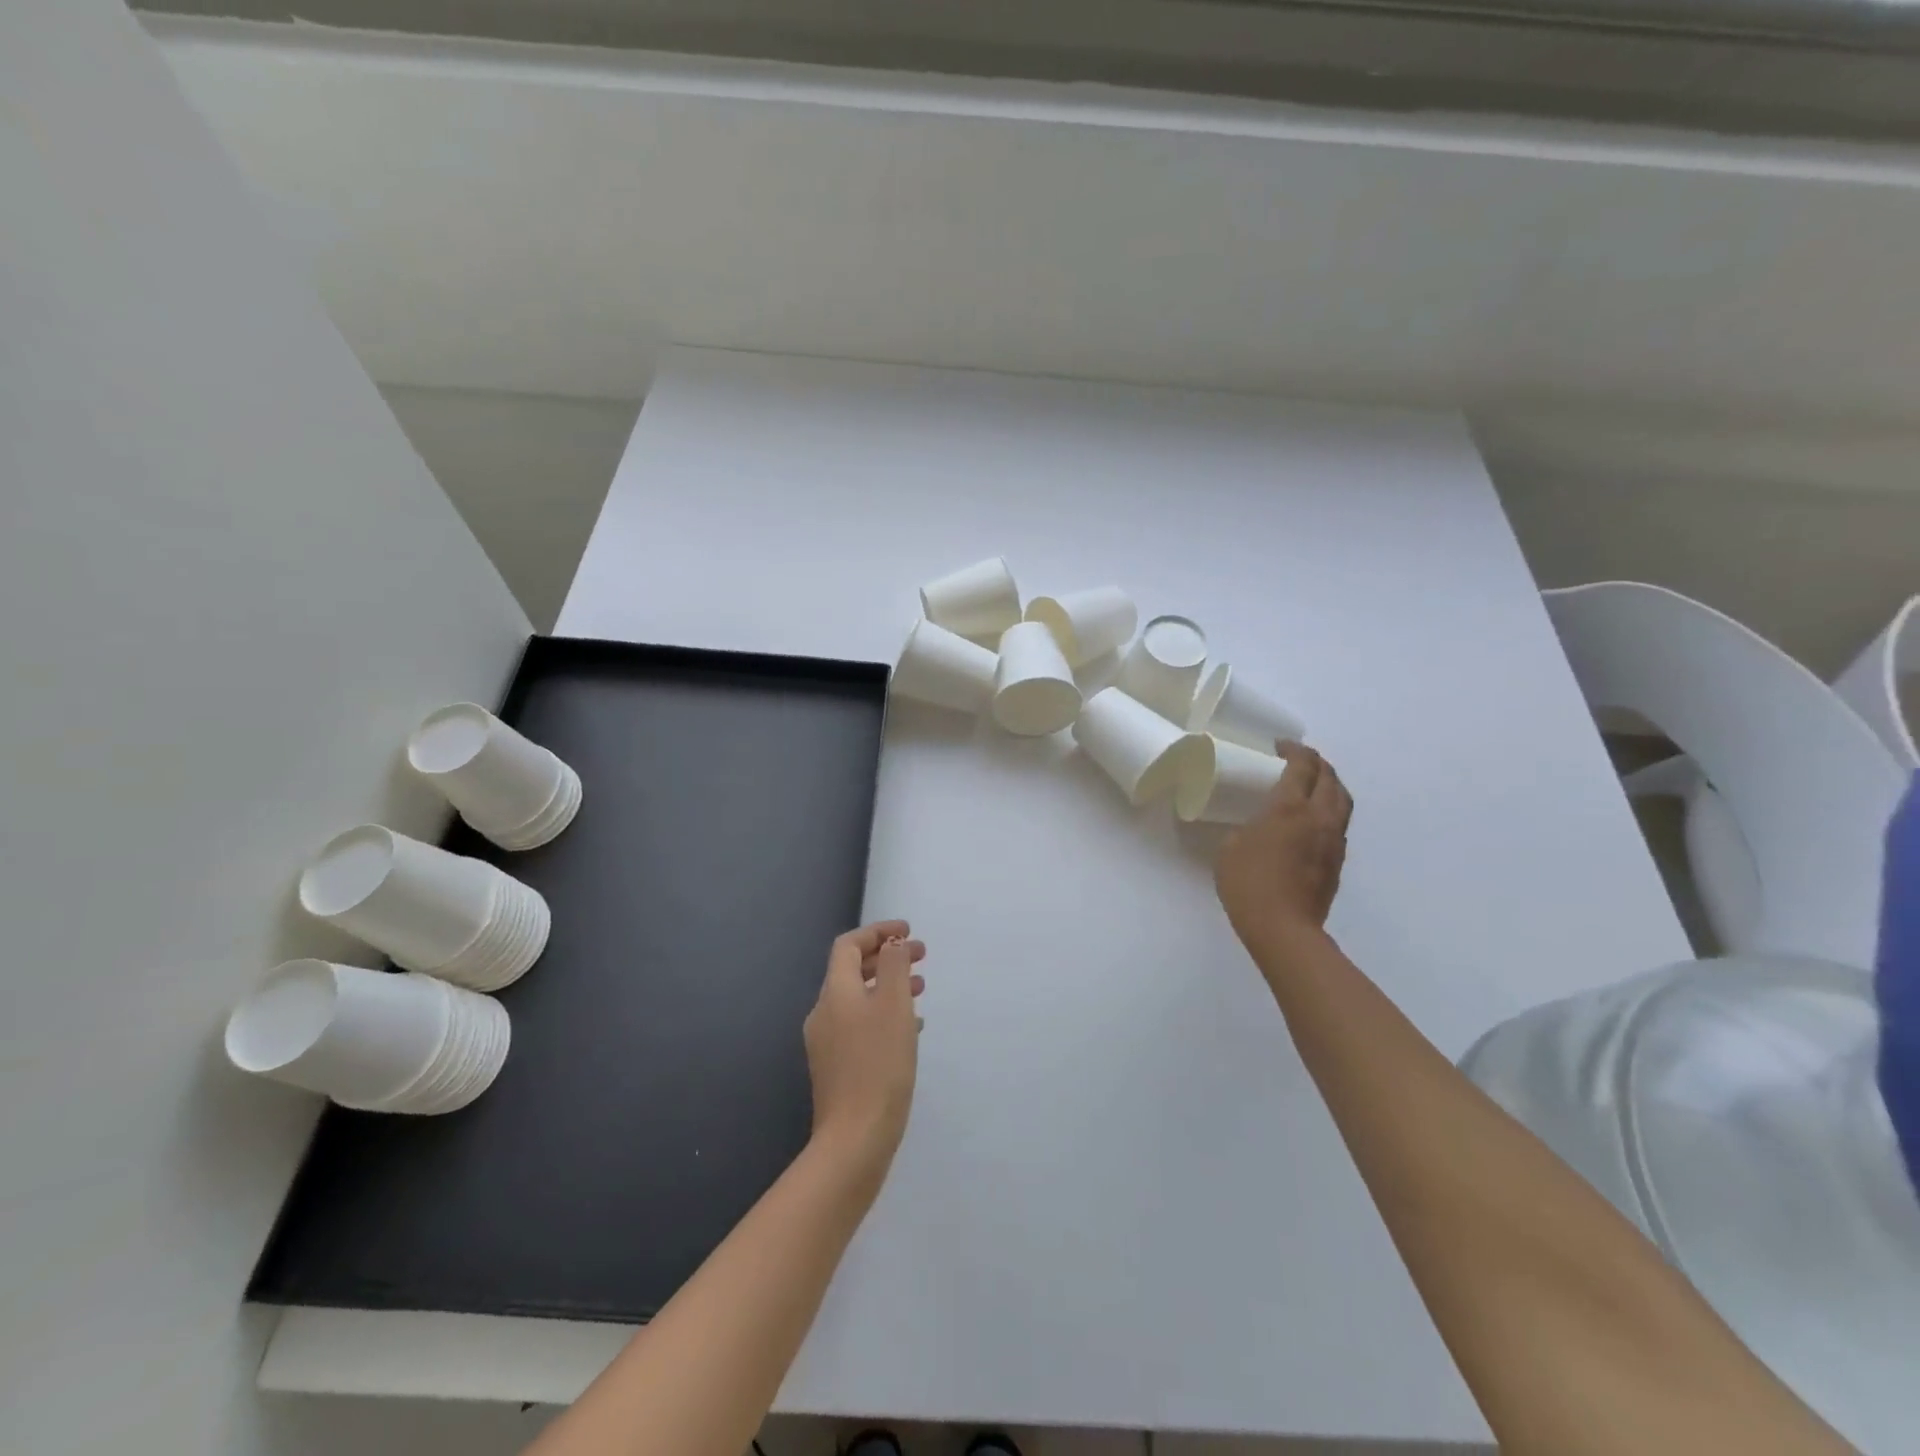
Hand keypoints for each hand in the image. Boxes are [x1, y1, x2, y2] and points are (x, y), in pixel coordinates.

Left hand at [802, 920, 926, 1187]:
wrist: (855, 1139)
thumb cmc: (879, 1064)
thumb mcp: (893, 1005)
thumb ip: (894, 967)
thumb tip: (891, 945)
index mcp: (835, 992)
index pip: (849, 945)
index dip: (878, 932)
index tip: (908, 932)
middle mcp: (825, 1012)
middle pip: (852, 970)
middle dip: (887, 958)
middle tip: (921, 956)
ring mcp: (827, 1042)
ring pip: (859, 998)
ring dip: (888, 985)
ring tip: (922, 987)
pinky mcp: (837, 1067)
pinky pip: (861, 1024)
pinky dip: (884, 1013)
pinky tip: (910, 1028)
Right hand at [1214, 743, 1352, 957]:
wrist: (1283, 928)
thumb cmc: (1248, 884)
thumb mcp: (1231, 847)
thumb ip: (1247, 828)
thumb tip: (1257, 827)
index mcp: (1290, 808)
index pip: (1302, 766)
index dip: (1294, 750)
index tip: (1280, 747)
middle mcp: (1319, 817)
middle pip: (1330, 778)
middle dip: (1317, 763)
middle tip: (1299, 760)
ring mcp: (1333, 840)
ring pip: (1342, 800)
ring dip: (1329, 785)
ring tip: (1313, 785)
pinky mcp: (1337, 861)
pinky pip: (1339, 823)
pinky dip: (1329, 810)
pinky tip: (1313, 820)